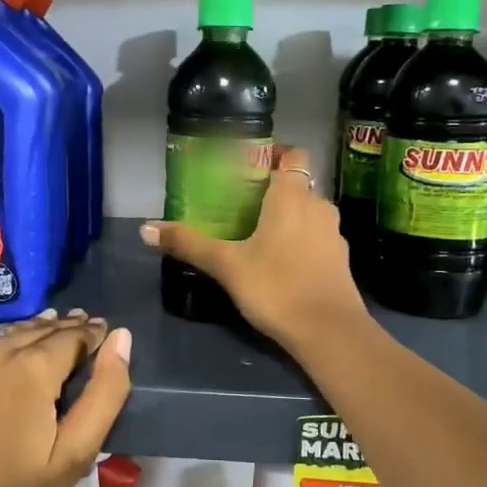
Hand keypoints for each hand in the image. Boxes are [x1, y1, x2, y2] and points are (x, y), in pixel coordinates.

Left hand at [0, 312, 132, 486]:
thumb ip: (106, 392)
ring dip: (24, 333)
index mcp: (32, 368)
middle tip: (76, 325)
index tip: (99, 330)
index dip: (90, 333)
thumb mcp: (75, 453)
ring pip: (0, 331)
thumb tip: (120, 337)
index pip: (72, 335)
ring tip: (40, 334)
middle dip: (60, 330)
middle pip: (36, 329)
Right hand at [140, 144, 368, 349]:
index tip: (249, 164)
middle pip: (298, 183)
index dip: (275, 153)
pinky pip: (317, 237)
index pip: (294, 154)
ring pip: (309, 211)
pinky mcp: (340, 260)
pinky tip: (280, 260)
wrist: (330, 333)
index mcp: (293, 196)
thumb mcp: (227, 265)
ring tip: (257, 230)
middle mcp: (318, 206)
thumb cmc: (277, 287)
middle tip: (241, 200)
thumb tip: (145, 228)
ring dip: (288, 215)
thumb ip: (189, 243)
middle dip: (273, 188)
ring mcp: (334, 234)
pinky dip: (301, 239)